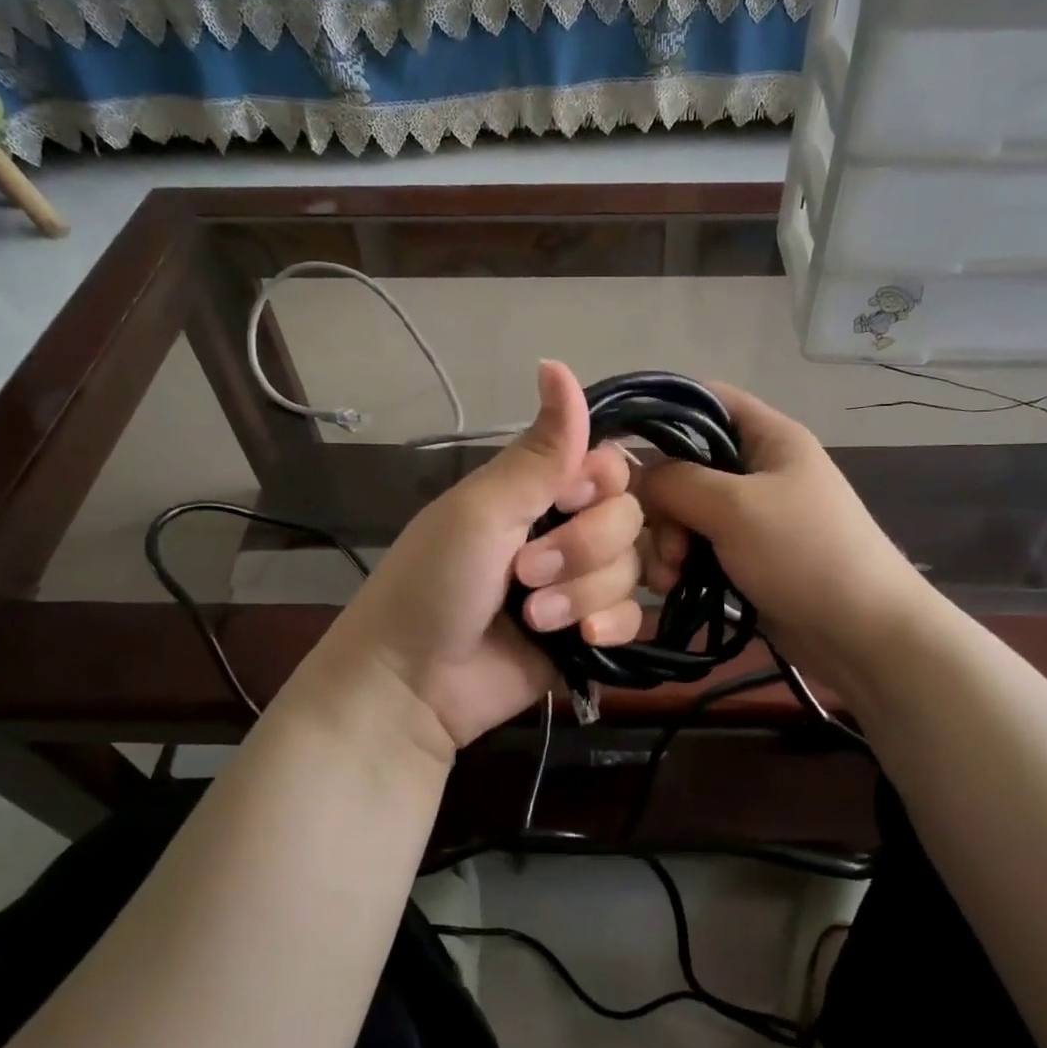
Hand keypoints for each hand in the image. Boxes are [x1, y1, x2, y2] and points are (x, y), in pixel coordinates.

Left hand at [306, 361, 644, 754]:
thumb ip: (539, 451)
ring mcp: (579, 583)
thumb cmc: (434, 583)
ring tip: (535, 617)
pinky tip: (578, 640)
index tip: (570, 497)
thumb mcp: (483, 510)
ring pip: (632, 569)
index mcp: (536, 490)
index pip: (609, 465)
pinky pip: (633, 616)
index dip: (602, 482)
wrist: (413, 685)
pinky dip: (610, 626)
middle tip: (526, 574)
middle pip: (628, 517)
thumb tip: (557, 363)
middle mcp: (564, 529)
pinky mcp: (588, 632)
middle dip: (582, 548)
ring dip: (585, 593)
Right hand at [637, 382, 933, 694]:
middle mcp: (755, 469)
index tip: (618, 448)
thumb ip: (676, 481)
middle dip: (661, 504)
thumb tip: (636, 477)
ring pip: (683, 512)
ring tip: (669, 577)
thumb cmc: (804, 553)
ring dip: (666, 542)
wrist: (861, 634)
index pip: (704, 400)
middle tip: (665, 543)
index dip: (660, 412)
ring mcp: (749, 516)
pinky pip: (695, 547)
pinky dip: (679, 564)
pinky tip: (672, 588)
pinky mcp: (743, 556)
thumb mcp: (735, 506)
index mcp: (767, 436)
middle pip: (684, 465)